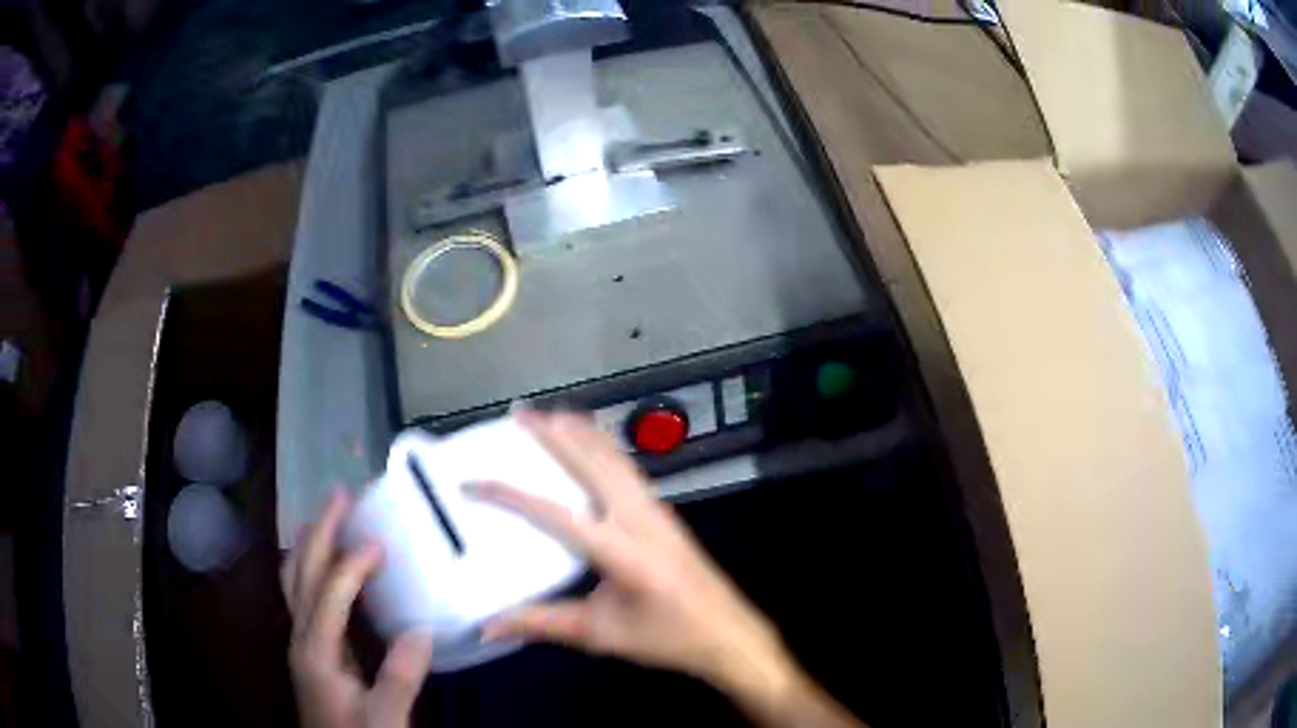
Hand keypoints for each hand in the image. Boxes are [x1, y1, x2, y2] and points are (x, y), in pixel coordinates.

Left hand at [282, 490, 433, 727]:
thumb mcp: (386, 719)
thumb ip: (399, 679)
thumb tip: (420, 630)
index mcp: (316, 653)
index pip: (328, 596)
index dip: (351, 566)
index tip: (380, 543)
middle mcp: (301, 638)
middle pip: (301, 574)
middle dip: (318, 532)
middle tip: (339, 495)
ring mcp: (302, 642)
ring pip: (295, 580)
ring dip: (310, 544)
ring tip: (325, 517)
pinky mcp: (312, 649)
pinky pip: (304, 594)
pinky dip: (312, 568)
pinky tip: (325, 566)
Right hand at [467, 410, 795, 694]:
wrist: (728, 634)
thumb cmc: (667, 637)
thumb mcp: (600, 634)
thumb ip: (542, 624)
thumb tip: (488, 626)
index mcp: (622, 551)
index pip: (557, 514)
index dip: (511, 496)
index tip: (472, 482)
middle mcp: (640, 519)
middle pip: (592, 464)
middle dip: (555, 435)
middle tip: (520, 415)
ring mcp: (658, 511)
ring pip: (615, 460)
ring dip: (582, 434)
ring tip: (551, 415)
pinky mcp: (666, 514)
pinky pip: (630, 470)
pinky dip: (605, 448)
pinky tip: (593, 444)